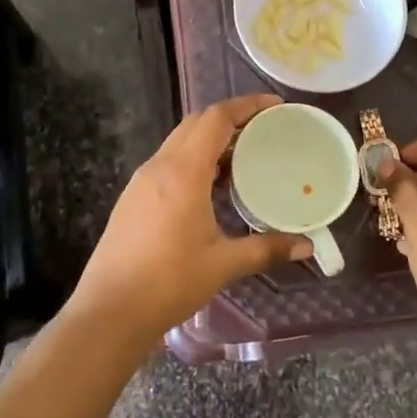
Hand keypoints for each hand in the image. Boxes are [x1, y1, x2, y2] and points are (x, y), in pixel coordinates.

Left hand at [73, 95, 311, 343]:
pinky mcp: (132, 198)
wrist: (109, 311)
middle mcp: (159, 166)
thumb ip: (267, 249)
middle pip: (195, 123)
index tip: (274, 106)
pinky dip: (194, 160)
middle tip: (263, 130)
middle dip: (230, 118)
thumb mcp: (223, 264)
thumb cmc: (169, 282)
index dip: (246, 105)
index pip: (215, 118)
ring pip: (179, 143)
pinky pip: (168, 163)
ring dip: (210, 140)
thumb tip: (307, 246)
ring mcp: (141, 182)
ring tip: (243, 157)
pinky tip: (211, 187)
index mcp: (183, 171)